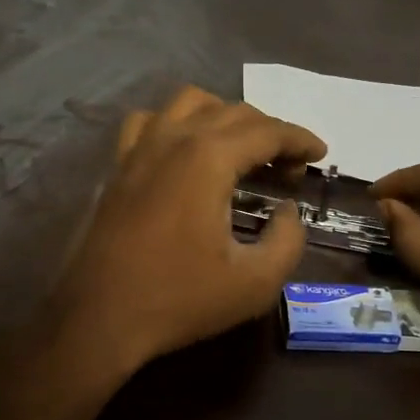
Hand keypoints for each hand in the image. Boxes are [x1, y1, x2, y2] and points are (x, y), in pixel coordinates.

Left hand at [50, 86, 324, 398]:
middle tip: (289, 167)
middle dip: (270, 131)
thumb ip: (287, 240)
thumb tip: (287, 211)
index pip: (267, 130)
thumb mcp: (254, 283)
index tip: (320, 154)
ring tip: (242, 149)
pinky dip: (177, 123)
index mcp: (208, 158)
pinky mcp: (118, 165)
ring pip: (190, 102)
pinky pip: (150, 121)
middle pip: (233, 111)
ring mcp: (140, 147)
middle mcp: (173, 138)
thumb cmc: (179, 299)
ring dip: (225, 115)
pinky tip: (184, 149)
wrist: (99, 317)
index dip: (300, 139)